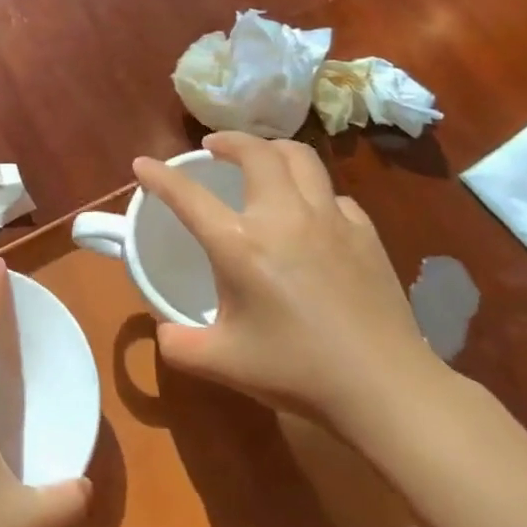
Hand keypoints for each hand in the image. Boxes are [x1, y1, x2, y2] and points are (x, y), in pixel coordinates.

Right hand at [133, 132, 440, 431]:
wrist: (383, 386)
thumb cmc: (296, 371)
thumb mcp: (221, 363)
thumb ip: (179, 344)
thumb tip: (164, 330)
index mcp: (240, 245)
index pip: (188, 196)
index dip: (159, 176)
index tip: (143, 164)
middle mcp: (283, 217)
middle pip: (256, 152)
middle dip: (228, 140)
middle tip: (213, 147)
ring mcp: (329, 219)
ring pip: (300, 158)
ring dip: (272, 150)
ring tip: (261, 159)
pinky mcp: (364, 232)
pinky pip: (332, 194)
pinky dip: (311, 190)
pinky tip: (309, 212)